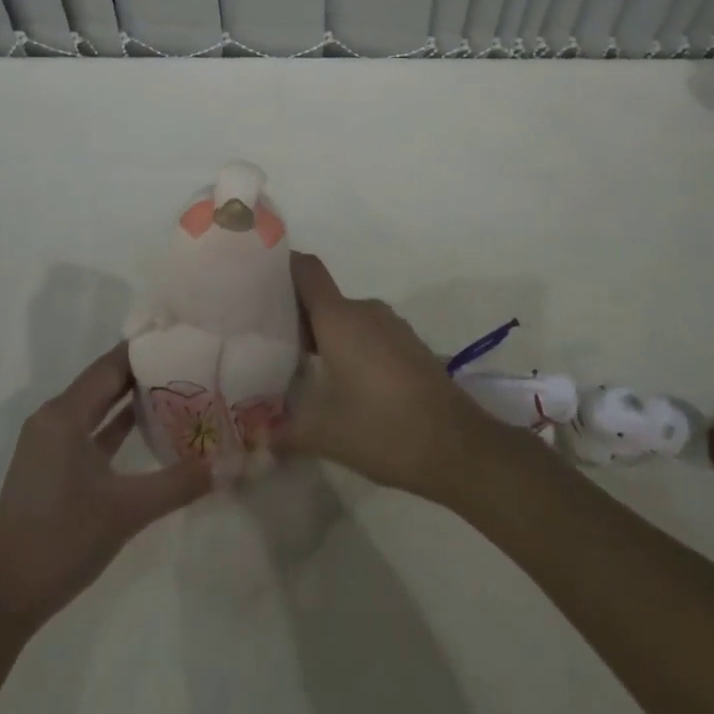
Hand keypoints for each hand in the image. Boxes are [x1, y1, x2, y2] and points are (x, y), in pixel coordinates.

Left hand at [0, 344, 210, 631]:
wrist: (0, 602)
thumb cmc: (60, 542)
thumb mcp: (126, 511)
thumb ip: (177, 484)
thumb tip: (226, 465)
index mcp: (64, 415)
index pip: (112, 365)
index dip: (147, 350)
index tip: (184, 339)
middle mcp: (54, 418)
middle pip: (105, 381)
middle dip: (145, 372)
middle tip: (189, 361)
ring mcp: (50, 444)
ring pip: (97, 407)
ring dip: (131, 398)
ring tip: (178, 387)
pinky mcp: (51, 467)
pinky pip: (90, 431)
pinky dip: (116, 426)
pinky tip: (148, 427)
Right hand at [273, 252, 499, 502]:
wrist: (457, 446)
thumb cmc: (383, 429)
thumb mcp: (324, 434)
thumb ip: (284, 430)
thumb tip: (259, 437)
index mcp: (339, 318)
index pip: (306, 270)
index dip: (281, 266)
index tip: (256, 281)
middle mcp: (364, 311)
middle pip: (322, 297)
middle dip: (295, 314)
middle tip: (268, 341)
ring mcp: (391, 326)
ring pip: (345, 317)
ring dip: (324, 334)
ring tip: (300, 366)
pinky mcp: (408, 345)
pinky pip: (368, 333)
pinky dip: (349, 347)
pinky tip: (342, 382)